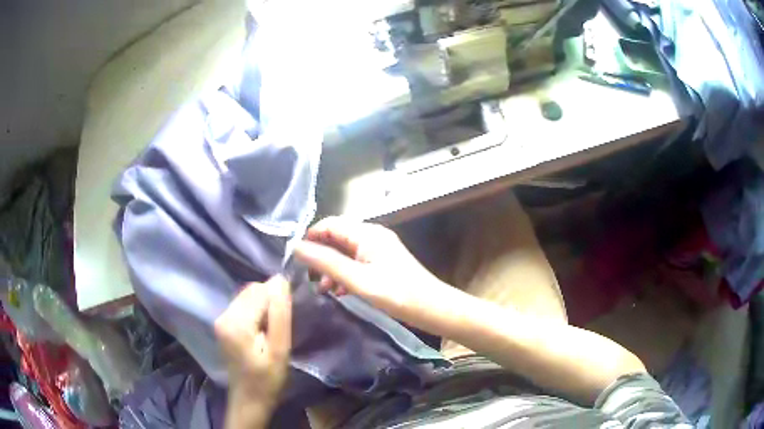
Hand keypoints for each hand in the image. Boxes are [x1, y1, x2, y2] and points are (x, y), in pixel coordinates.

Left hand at [215, 276, 291, 420]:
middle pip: (252, 291)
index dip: (279, 299)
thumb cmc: (268, 380)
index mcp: (236, 322)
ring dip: (264, 307)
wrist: (249, 400)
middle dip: (270, 302)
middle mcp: (223, 315)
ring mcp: (221, 319)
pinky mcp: (223, 324)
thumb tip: (280, 280)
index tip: (289, 318)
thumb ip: (280, 315)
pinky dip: (257, 312)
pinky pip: (244, 305)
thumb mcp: (280, 350)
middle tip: (280, 328)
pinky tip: (262, 331)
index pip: (261, 291)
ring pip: (248, 296)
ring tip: (272, 330)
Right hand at [294, 217, 451, 321]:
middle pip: (337, 238)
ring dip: (331, 268)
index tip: (295, 258)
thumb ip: (326, 262)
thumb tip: (296, 247)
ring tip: (322, 289)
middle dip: (320, 255)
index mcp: (367, 233)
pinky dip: (344, 275)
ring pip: (345, 252)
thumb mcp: (357, 279)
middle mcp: (372, 236)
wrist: (432, 308)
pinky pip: (356, 263)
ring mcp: (378, 250)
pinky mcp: (382, 264)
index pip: (330, 224)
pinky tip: (339, 292)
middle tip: (308, 278)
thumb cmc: (396, 293)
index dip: (311, 237)